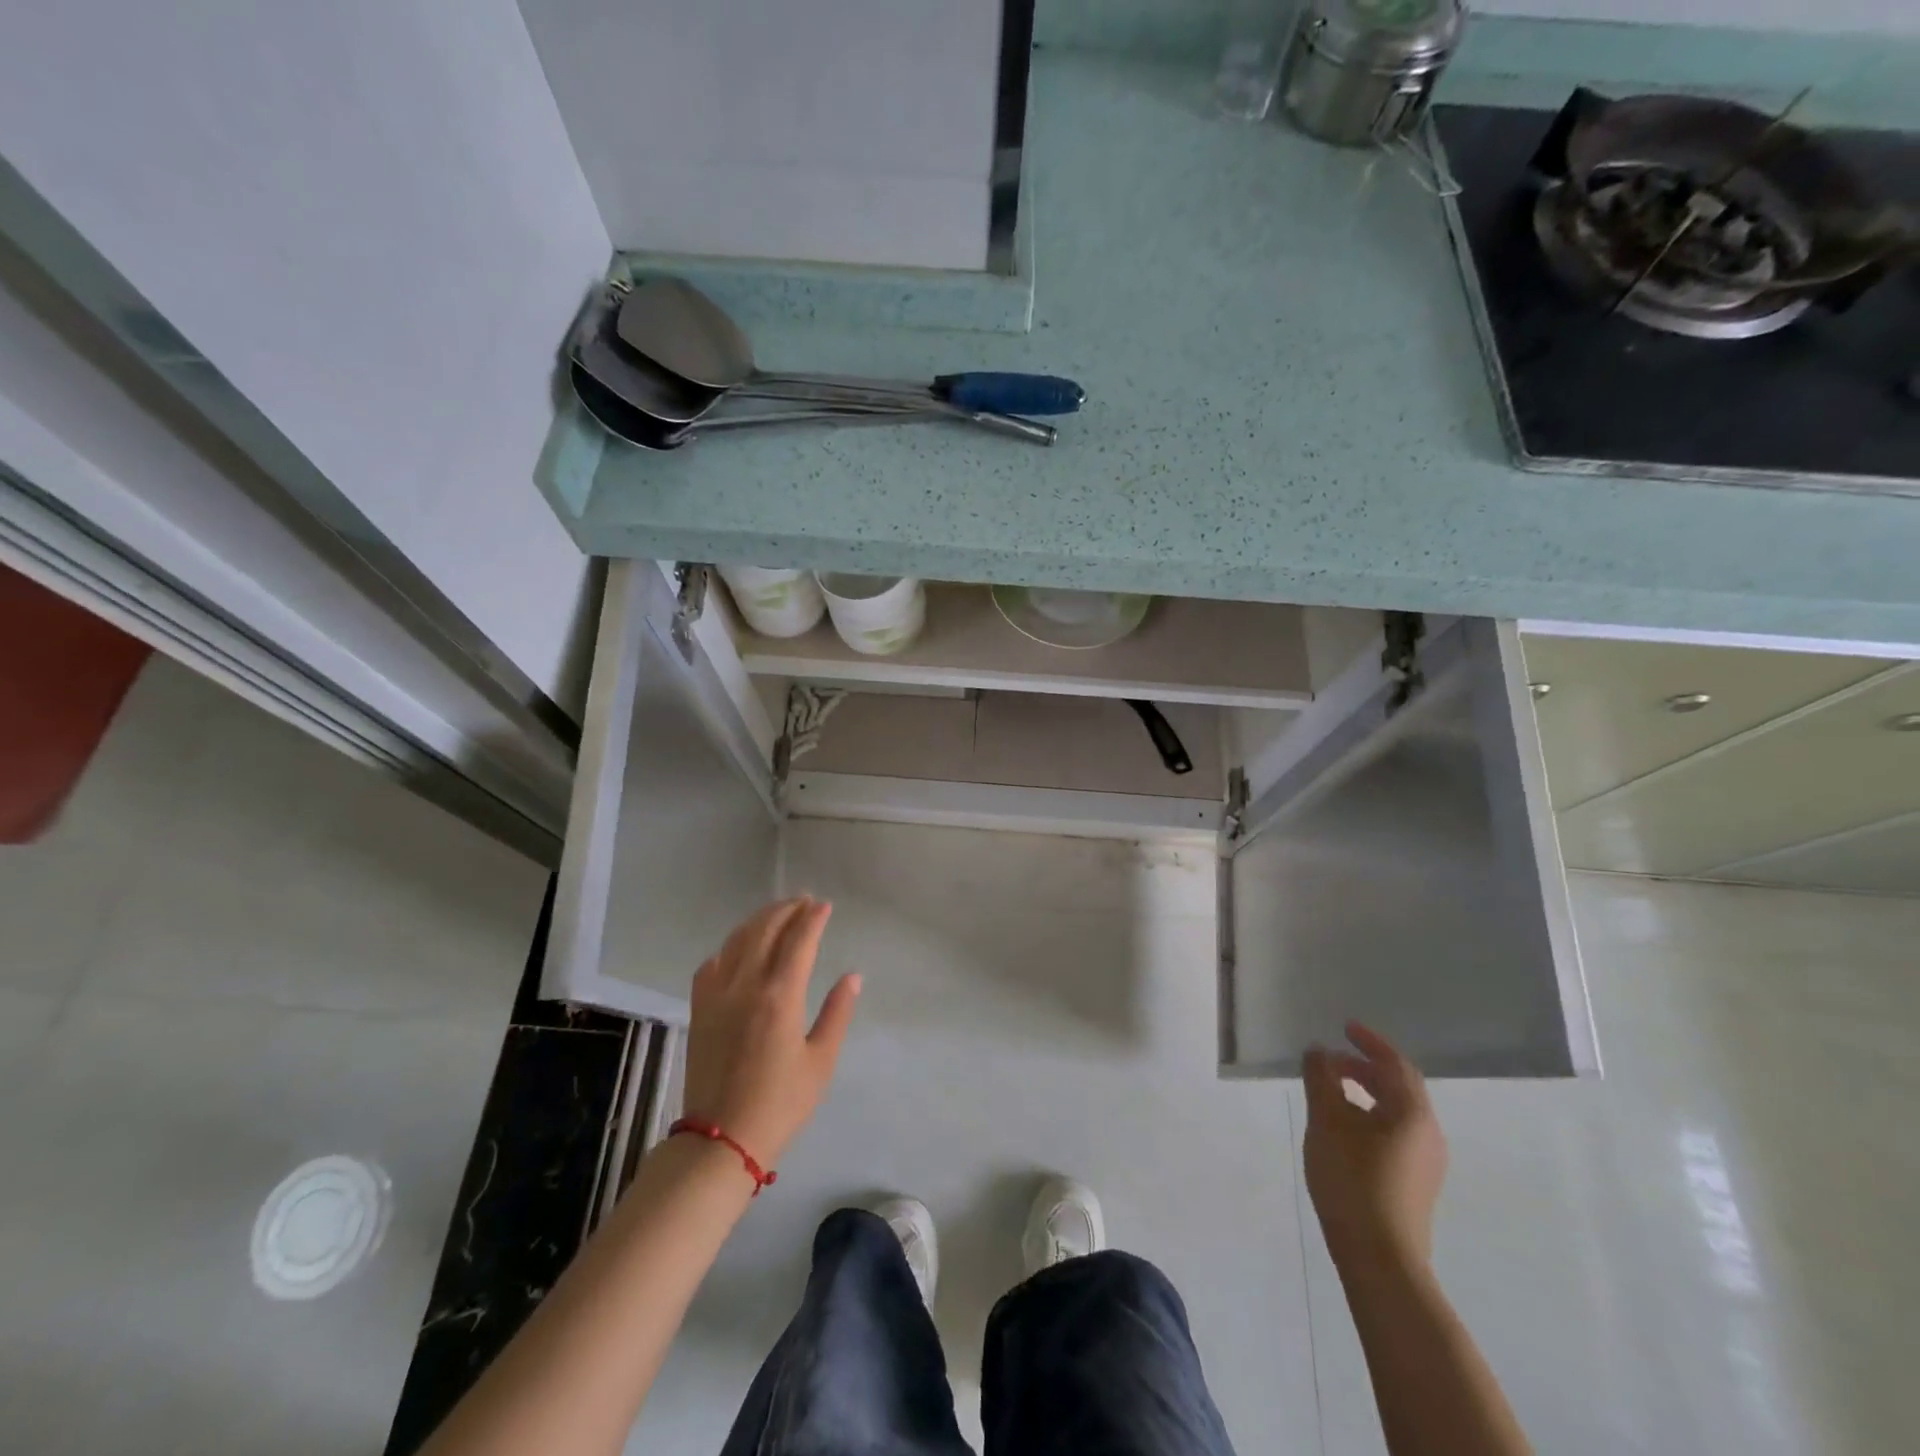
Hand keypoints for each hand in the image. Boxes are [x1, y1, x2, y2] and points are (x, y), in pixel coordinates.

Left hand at [681, 898, 859, 1170]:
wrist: (720, 1139)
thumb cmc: (780, 1104)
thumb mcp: (820, 1062)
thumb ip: (837, 1013)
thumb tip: (852, 976)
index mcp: (779, 996)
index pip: (799, 941)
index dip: (813, 918)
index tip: (824, 905)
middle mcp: (746, 985)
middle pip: (766, 930)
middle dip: (787, 910)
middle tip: (805, 901)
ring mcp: (717, 995)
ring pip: (738, 940)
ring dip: (760, 920)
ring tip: (778, 913)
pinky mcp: (699, 1009)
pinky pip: (713, 963)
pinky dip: (730, 946)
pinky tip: (739, 948)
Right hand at [1303, 1022, 1447, 1272]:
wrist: (1380, 1259)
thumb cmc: (1353, 1180)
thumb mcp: (1327, 1121)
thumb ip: (1321, 1078)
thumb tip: (1319, 1051)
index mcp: (1412, 1114)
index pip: (1395, 1064)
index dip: (1369, 1042)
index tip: (1344, 1027)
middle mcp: (1428, 1134)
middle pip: (1399, 1087)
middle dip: (1365, 1068)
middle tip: (1331, 1061)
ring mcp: (1426, 1162)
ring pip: (1397, 1112)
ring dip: (1366, 1093)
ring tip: (1332, 1093)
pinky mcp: (1416, 1184)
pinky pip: (1395, 1133)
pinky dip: (1370, 1116)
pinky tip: (1344, 1130)